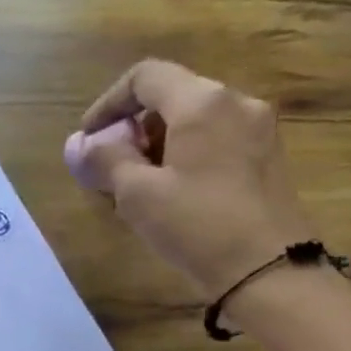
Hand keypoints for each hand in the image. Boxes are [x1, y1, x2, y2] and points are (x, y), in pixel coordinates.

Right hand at [70, 60, 315, 300]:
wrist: (271, 272)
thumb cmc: (198, 226)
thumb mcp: (138, 194)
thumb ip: (104, 160)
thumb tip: (79, 144)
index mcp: (203, 103)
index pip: (145, 77)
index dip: (108, 103)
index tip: (89, 139)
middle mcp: (237, 103)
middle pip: (172, 96)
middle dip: (133, 127)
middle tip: (111, 167)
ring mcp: (259, 130)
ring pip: (194, 120)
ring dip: (158, 143)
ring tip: (138, 185)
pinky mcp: (268, 158)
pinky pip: (216, 140)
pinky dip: (185, 154)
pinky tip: (173, 193)